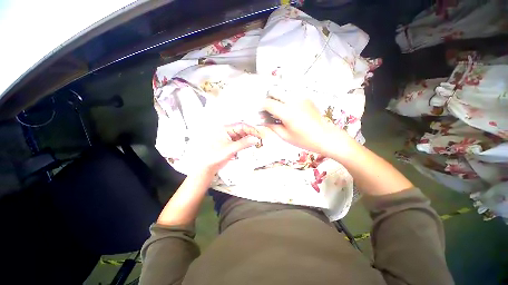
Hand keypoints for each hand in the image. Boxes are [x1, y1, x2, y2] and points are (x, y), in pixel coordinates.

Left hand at [193, 122, 261, 174]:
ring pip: (241, 136)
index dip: (251, 129)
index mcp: (225, 129)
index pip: (242, 126)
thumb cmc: (213, 155)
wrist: (208, 165)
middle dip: (250, 134)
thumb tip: (254, 139)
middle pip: (242, 130)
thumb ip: (243, 143)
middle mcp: (227, 132)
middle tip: (257, 138)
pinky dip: (245, 143)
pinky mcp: (230, 144)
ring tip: (254, 143)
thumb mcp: (231, 149)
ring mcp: (229, 138)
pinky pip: (239, 141)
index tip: (258, 134)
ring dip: (248, 139)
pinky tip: (247, 146)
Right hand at [263, 98, 349, 156]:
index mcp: (287, 112)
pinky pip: (291, 95)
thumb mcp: (285, 136)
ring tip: (278, 111)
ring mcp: (302, 98)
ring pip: (283, 91)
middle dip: (268, 99)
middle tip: (268, 110)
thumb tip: (263, 121)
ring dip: (277, 99)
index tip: (261, 113)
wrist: (326, 137)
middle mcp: (294, 101)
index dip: (261, 107)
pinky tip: (288, 110)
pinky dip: (286, 100)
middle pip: (275, 91)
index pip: (268, 103)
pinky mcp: (307, 98)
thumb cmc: (305, 140)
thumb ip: (272, 126)